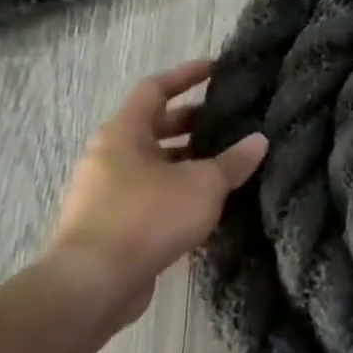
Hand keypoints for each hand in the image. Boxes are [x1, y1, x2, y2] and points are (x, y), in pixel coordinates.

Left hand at [44, 61, 267, 324]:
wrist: (93, 283)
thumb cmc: (148, 217)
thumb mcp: (203, 184)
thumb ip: (234, 161)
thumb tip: (259, 140)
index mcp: (123, 134)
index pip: (155, 89)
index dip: (186, 75)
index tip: (216, 69)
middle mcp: (109, 156)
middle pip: (154, 126)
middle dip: (193, 121)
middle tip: (231, 120)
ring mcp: (106, 191)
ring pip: (154, 162)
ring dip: (188, 159)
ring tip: (227, 162)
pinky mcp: (111, 223)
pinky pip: (150, 192)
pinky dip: (178, 188)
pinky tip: (208, 201)